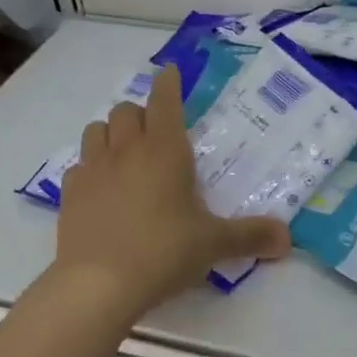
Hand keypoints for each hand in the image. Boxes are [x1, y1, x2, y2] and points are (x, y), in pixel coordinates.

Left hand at [52, 66, 289, 328]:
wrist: (99, 285)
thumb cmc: (163, 252)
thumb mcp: (213, 244)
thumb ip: (250, 236)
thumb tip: (287, 239)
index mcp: (165, 150)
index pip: (165, 100)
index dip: (169, 83)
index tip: (171, 72)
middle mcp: (127, 150)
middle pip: (127, 110)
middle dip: (141, 112)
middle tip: (155, 131)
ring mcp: (93, 169)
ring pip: (96, 129)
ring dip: (111, 132)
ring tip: (125, 152)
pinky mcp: (69, 193)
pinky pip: (78, 165)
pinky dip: (90, 167)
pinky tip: (100, 188)